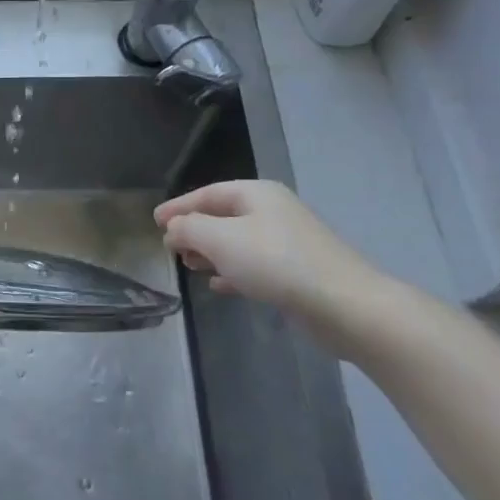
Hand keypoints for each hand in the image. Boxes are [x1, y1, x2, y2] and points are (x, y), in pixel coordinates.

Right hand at [155, 180, 404, 359]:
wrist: (345, 305)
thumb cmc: (276, 263)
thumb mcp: (220, 240)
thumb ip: (189, 229)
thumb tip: (174, 229)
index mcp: (256, 194)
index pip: (207, 193)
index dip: (179, 206)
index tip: (154, 222)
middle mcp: (273, 212)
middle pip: (223, 216)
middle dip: (194, 230)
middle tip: (171, 247)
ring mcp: (288, 242)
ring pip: (238, 242)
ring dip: (211, 252)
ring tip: (190, 266)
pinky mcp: (297, 273)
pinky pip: (254, 266)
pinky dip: (232, 272)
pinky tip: (218, 286)